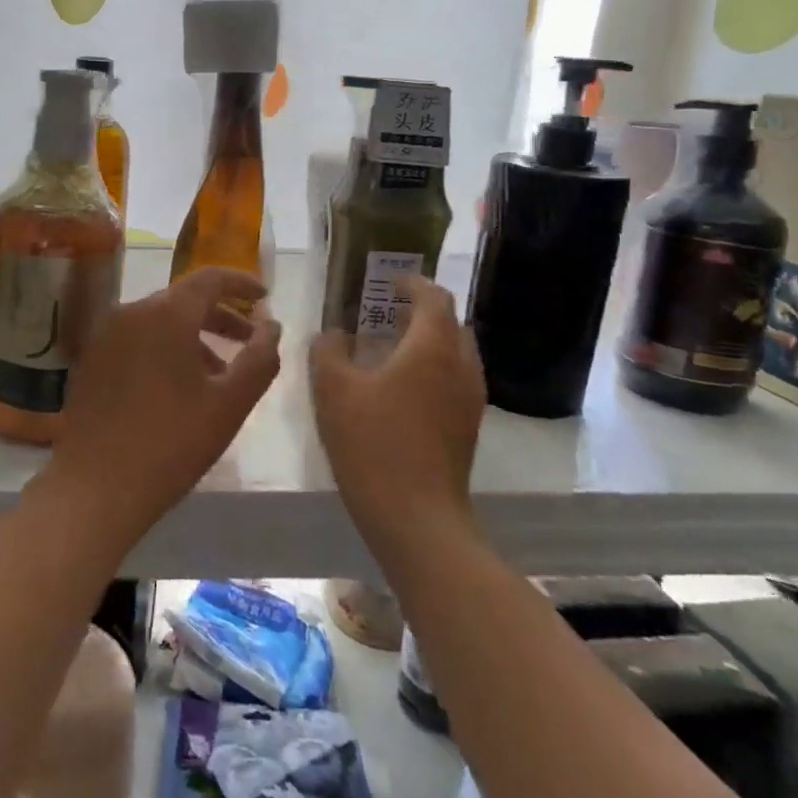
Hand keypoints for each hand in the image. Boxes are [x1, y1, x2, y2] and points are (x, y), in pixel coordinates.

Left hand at [43, 267, 282, 545]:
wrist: (96, 484)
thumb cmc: (171, 442)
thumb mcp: (229, 404)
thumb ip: (260, 358)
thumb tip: (272, 325)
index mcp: (165, 314)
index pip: (209, 278)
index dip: (241, 283)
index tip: (265, 297)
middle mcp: (131, 311)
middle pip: (184, 299)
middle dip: (221, 316)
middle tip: (250, 342)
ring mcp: (106, 334)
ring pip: (160, 321)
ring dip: (194, 337)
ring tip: (220, 374)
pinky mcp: (92, 358)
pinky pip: (137, 339)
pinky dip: (165, 348)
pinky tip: (179, 386)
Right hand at [309, 276, 485, 537]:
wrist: (416, 516)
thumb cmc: (372, 442)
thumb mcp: (333, 389)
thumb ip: (328, 350)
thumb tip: (333, 333)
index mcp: (432, 348)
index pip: (434, 298)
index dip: (413, 283)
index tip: (389, 280)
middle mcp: (460, 367)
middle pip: (453, 323)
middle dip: (424, 310)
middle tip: (387, 310)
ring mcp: (469, 400)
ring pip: (457, 353)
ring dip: (429, 340)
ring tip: (392, 345)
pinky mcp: (467, 427)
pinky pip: (454, 379)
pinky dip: (433, 367)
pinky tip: (400, 385)